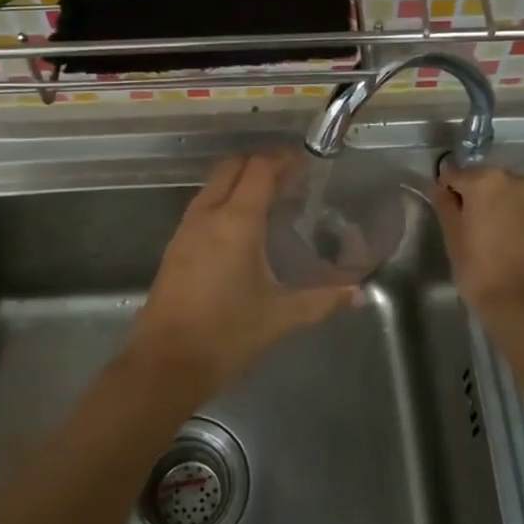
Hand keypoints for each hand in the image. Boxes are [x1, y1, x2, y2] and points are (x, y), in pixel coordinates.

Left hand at [130, 153, 359, 398]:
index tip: (304, 163)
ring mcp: (186, 229)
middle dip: (259, 162)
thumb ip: (322, 300)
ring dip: (239, 180)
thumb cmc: (226, 335)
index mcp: (236, 222)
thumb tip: (358, 295)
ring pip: (213, 184)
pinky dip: (224, 199)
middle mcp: (208, 214)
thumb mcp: (280, 316)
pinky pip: (202, 205)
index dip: (282, 160)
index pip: (258, 169)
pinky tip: (242, 226)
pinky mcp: (175, 246)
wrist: (165, 364)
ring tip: (269, 197)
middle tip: (289, 176)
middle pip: (232, 167)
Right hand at [432, 163, 523, 316]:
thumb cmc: (479, 269)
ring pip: (502, 193)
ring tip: (483, 236)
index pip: (454, 175)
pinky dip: (508, 215)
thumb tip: (439, 186)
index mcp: (486, 179)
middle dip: (471, 196)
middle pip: (482, 180)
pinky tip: (502, 240)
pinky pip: (519, 206)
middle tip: (463, 227)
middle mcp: (515, 179)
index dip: (445, 192)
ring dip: (491, 205)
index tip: (444, 213)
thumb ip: (445, 204)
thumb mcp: (453, 235)